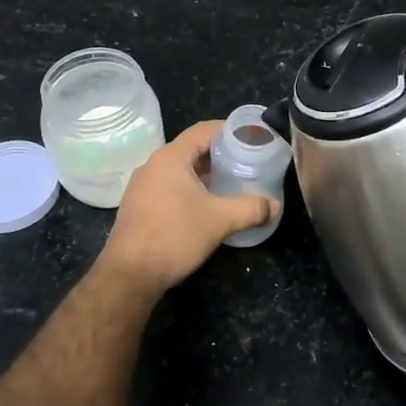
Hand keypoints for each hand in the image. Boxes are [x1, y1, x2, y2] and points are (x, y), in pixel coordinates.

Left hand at [96, 121, 277, 293]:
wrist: (129, 275)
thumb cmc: (175, 236)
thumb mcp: (220, 221)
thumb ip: (251, 209)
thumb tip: (275, 206)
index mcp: (171, 157)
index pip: (204, 130)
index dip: (230, 130)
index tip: (252, 137)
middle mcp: (153, 165)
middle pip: (192, 149)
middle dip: (220, 155)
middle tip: (246, 163)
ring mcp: (142, 186)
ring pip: (180, 169)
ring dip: (205, 174)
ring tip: (231, 184)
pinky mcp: (138, 205)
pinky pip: (169, 186)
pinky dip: (190, 188)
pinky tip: (205, 206)